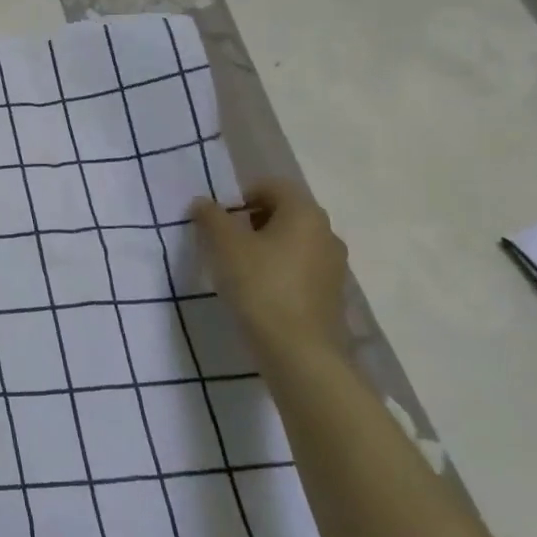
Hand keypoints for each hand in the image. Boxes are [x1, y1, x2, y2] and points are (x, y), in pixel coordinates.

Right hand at [189, 179, 348, 361]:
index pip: (273, 186)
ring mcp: (333, 266)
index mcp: (305, 214)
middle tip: (223, 241)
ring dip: (264, 247)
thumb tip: (203, 202)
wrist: (298, 350)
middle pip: (284, 213)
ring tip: (236, 268)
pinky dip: (277, 270)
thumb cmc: (259, 285)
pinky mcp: (330, 294)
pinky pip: (299, 268)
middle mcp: (326, 233)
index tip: (218, 218)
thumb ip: (210, 217)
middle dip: (250, 221)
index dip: (241, 195)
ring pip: (292, 242)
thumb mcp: (224, 245)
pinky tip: (257, 291)